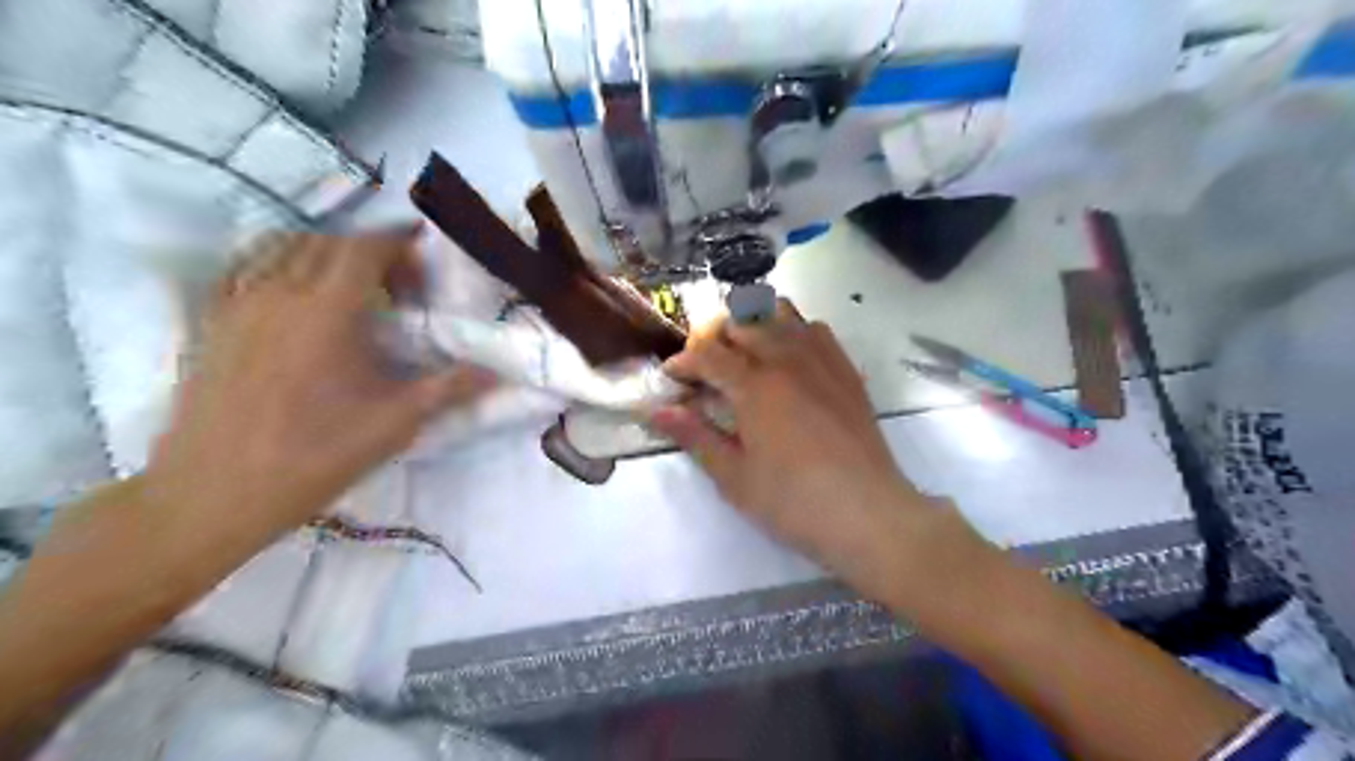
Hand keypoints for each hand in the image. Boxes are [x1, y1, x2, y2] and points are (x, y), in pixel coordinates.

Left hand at [145, 229, 492, 538]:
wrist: (216, 492)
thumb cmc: (315, 455)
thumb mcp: (395, 423)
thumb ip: (450, 389)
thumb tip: (497, 372)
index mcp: (326, 311)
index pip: (364, 248)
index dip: (398, 243)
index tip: (423, 255)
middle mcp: (279, 292)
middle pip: (326, 242)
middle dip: (368, 249)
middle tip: (398, 282)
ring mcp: (238, 304)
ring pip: (282, 247)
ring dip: (324, 251)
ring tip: (350, 284)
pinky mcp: (212, 322)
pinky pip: (246, 268)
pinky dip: (279, 263)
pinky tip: (296, 296)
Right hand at [647, 301, 927, 574]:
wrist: (867, 512)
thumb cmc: (793, 502)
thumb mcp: (734, 477)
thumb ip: (695, 437)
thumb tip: (656, 411)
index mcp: (754, 386)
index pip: (707, 354)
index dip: (682, 362)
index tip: (671, 378)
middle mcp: (786, 359)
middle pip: (740, 323)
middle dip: (712, 338)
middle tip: (703, 368)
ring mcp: (820, 360)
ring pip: (779, 314)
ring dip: (752, 324)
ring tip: (742, 352)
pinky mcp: (845, 370)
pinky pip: (814, 328)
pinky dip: (791, 329)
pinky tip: (787, 356)